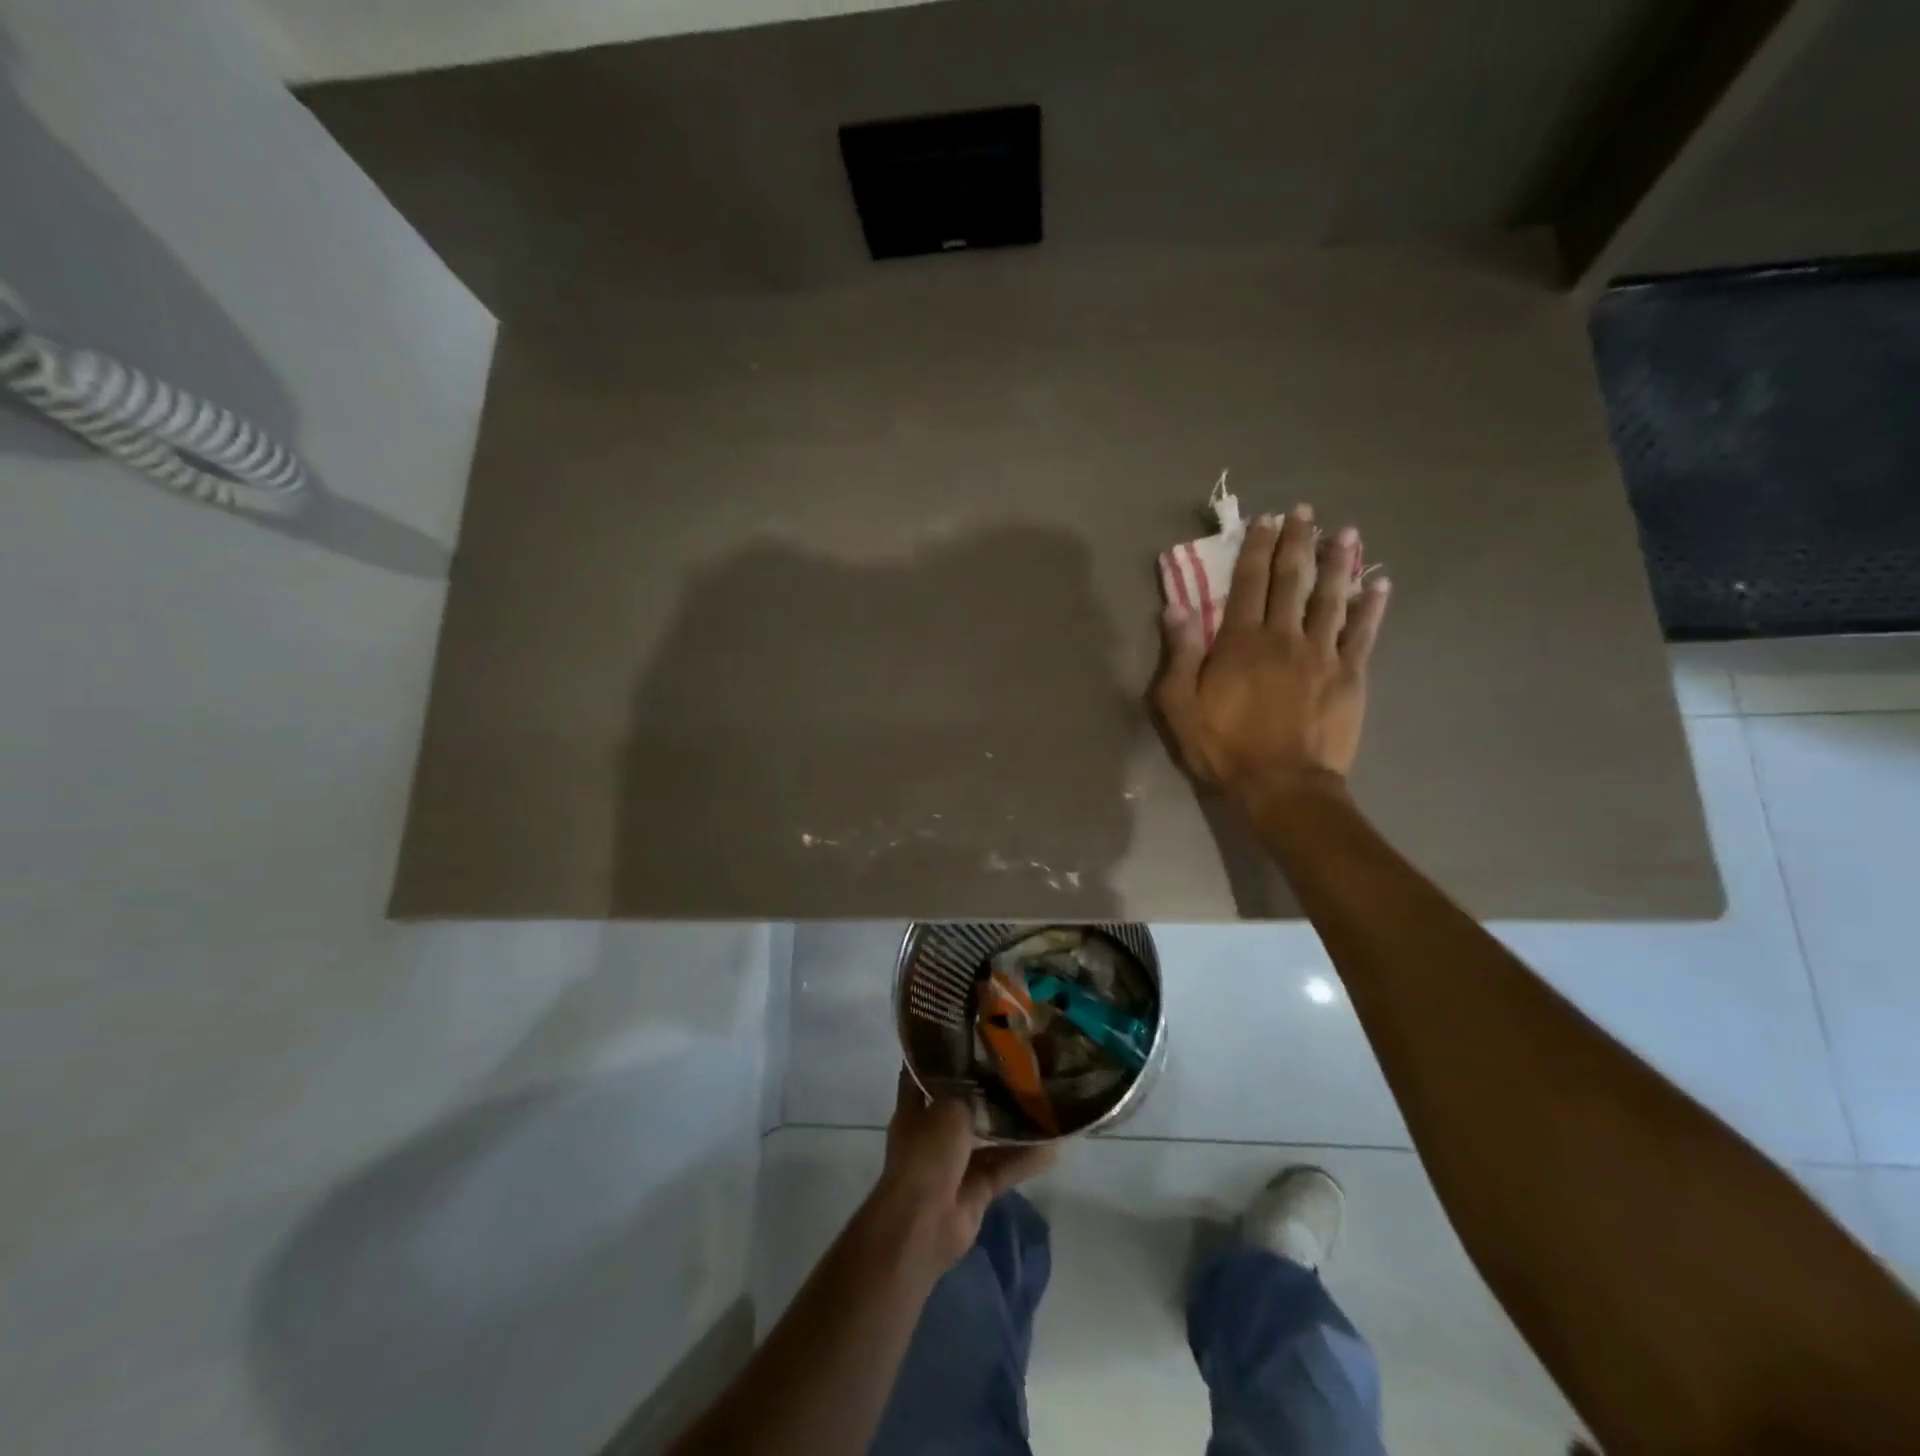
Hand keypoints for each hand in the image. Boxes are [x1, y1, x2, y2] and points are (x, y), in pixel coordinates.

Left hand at [872, 1070, 1055, 1271]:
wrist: (923, 1224)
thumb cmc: (926, 1155)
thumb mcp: (948, 1108)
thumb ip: (972, 1092)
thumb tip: (993, 1077)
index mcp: (916, 1108)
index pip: (927, 1072)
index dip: (945, 1053)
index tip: (972, 1034)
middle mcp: (934, 1131)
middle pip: (963, 1103)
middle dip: (988, 1088)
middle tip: (1021, 1065)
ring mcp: (955, 1162)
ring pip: (989, 1136)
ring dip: (1013, 1124)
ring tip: (1045, 1101)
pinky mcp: (976, 1189)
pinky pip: (1004, 1167)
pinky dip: (1026, 1159)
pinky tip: (1055, 1146)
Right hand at [1152, 504, 1389, 805]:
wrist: (1283, 785)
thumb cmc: (1224, 747)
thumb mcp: (1180, 705)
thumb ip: (1178, 655)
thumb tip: (1174, 608)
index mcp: (1241, 641)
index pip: (1248, 583)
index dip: (1256, 549)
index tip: (1265, 521)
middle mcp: (1284, 636)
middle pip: (1292, 580)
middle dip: (1297, 542)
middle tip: (1305, 512)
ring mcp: (1322, 653)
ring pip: (1332, 597)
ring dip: (1338, 562)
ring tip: (1346, 532)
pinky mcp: (1350, 675)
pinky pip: (1364, 632)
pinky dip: (1372, 606)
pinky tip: (1380, 583)